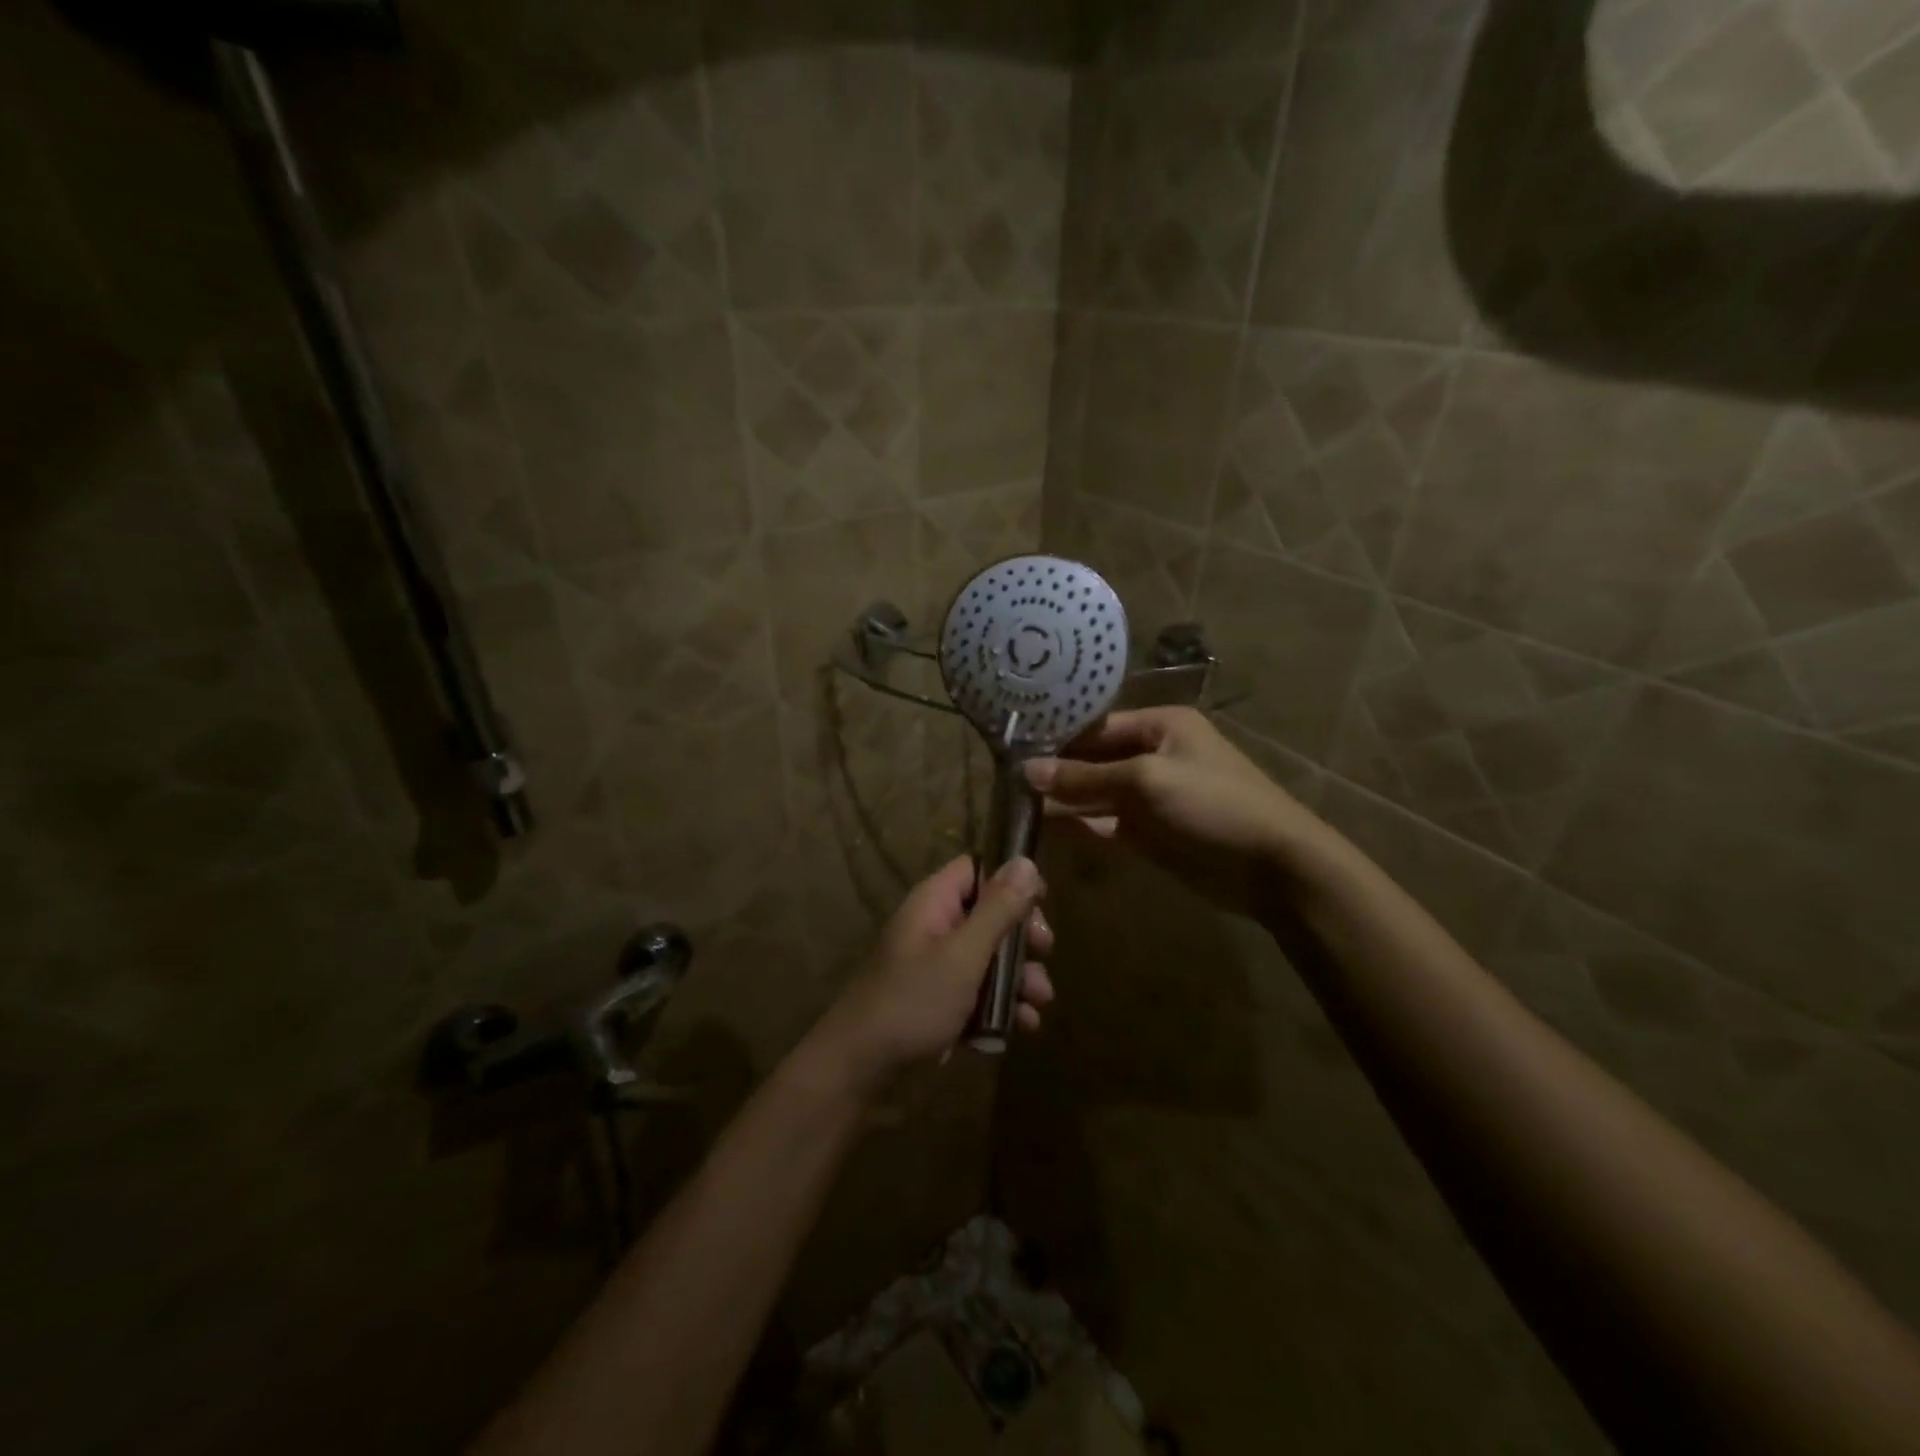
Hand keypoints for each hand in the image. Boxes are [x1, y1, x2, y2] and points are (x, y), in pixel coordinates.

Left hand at [810, 855, 1052, 1088]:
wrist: (861, 1067)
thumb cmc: (913, 1001)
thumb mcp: (963, 954)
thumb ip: (997, 910)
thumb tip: (1025, 861)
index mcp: (934, 903)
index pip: (976, 869)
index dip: (1010, 879)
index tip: (1041, 901)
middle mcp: (936, 927)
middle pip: (989, 914)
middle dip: (1022, 936)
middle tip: (1045, 951)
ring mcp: (937, 966)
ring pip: (990, 958)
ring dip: (1019, 977)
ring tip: (1040, 1001)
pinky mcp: (940, 1002)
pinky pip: (979, 992)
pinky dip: (1002, 1005)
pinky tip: (1023, 1025)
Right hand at [1026, 706, 1333, 919]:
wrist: (1272, 867)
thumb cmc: (1213, 804)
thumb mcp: (1147, 781)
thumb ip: (1086, 776)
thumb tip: (1028, 771)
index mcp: (1159, 726)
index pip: (1096, 726)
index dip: (1057, 739)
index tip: (1012, 750)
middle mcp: (1152, 754)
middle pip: (1092, 760)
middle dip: (1055, 771)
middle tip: (1006, 782)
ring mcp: (1149, 795)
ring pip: (1095, 793)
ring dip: (1063, 800)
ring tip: (1016, 805)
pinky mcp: (1148, 831)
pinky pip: (1104, 822)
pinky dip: (1079, 825)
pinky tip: (1046, 828)